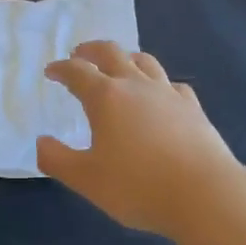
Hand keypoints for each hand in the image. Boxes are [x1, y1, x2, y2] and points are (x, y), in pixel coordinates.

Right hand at [39, 43, 245, 238]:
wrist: (204, 194)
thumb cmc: (138, 186)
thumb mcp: (86, 179)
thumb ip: (57, 159)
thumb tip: (42, 142)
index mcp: (106, 97)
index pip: (77, 72)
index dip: (61, 69)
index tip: (51, 71)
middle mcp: (137, 86)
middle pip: (112, 53)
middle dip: (91, 51)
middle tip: (79, 54)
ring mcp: (169, 94)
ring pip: (145, 61)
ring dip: (126, 58)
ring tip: (118, 65)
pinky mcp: (193, 108)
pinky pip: (171, 84)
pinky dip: (158, 83)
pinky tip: (160, 94)